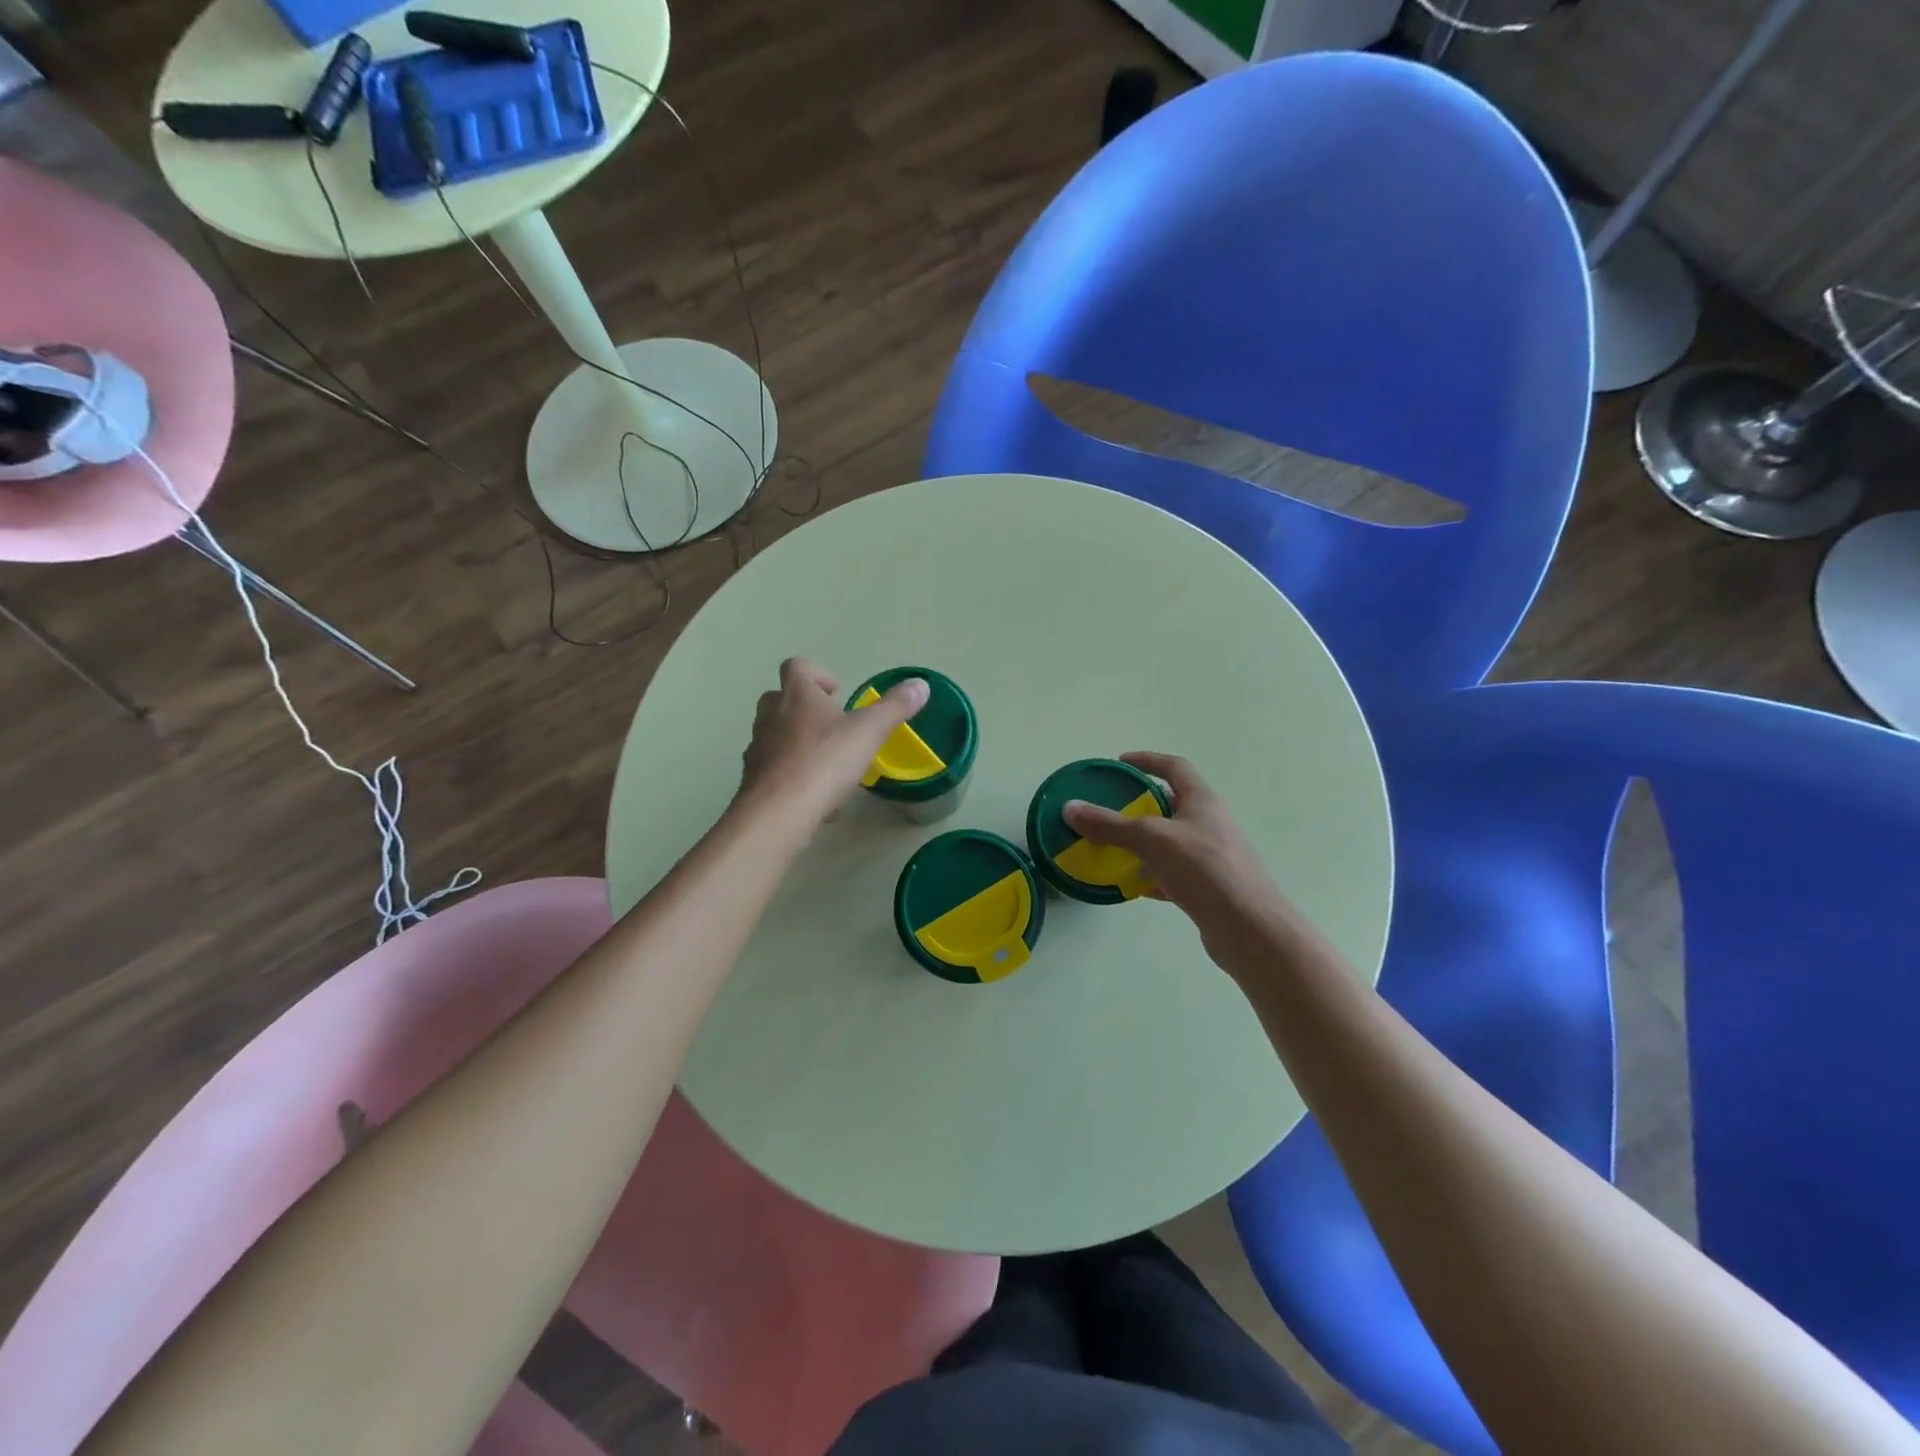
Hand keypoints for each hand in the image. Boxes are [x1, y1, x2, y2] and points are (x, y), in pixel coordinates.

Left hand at [738, 658, 928, 825]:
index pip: (796, 667)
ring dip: (797, 742)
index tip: (837, 692)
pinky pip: (774, 770)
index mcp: (797, 696)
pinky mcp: (752, 780)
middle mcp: (770, 716)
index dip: (817, 674)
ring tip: (827, 765)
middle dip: (804, 707)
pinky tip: (817, 799)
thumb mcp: (868, 732)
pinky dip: (793, 777)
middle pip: (779, 698)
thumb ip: (894, 708)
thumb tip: (920, 684)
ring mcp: (757, 748)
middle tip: (832, 725)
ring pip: (774, 735)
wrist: (777, 812)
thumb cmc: (825, 762)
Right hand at [1062, 752, 1304, 976]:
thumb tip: (1069, 808)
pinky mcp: (1209, 887)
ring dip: (1143, 842)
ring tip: (1112, 848)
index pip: (1174, 767)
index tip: (1120, 763)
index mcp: (1202, 800)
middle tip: (1109, 809)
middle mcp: (1211, 823)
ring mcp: (1212, 856)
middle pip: (1172, 804)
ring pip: (1171, 841)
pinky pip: (1174, 872)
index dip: (1147, 760)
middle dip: (1140, 805)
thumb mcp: (1151, 839)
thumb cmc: (1203, 869)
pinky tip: (1132, 885)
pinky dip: (1152, 874)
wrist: (1248, 928)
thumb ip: (1110, 824)